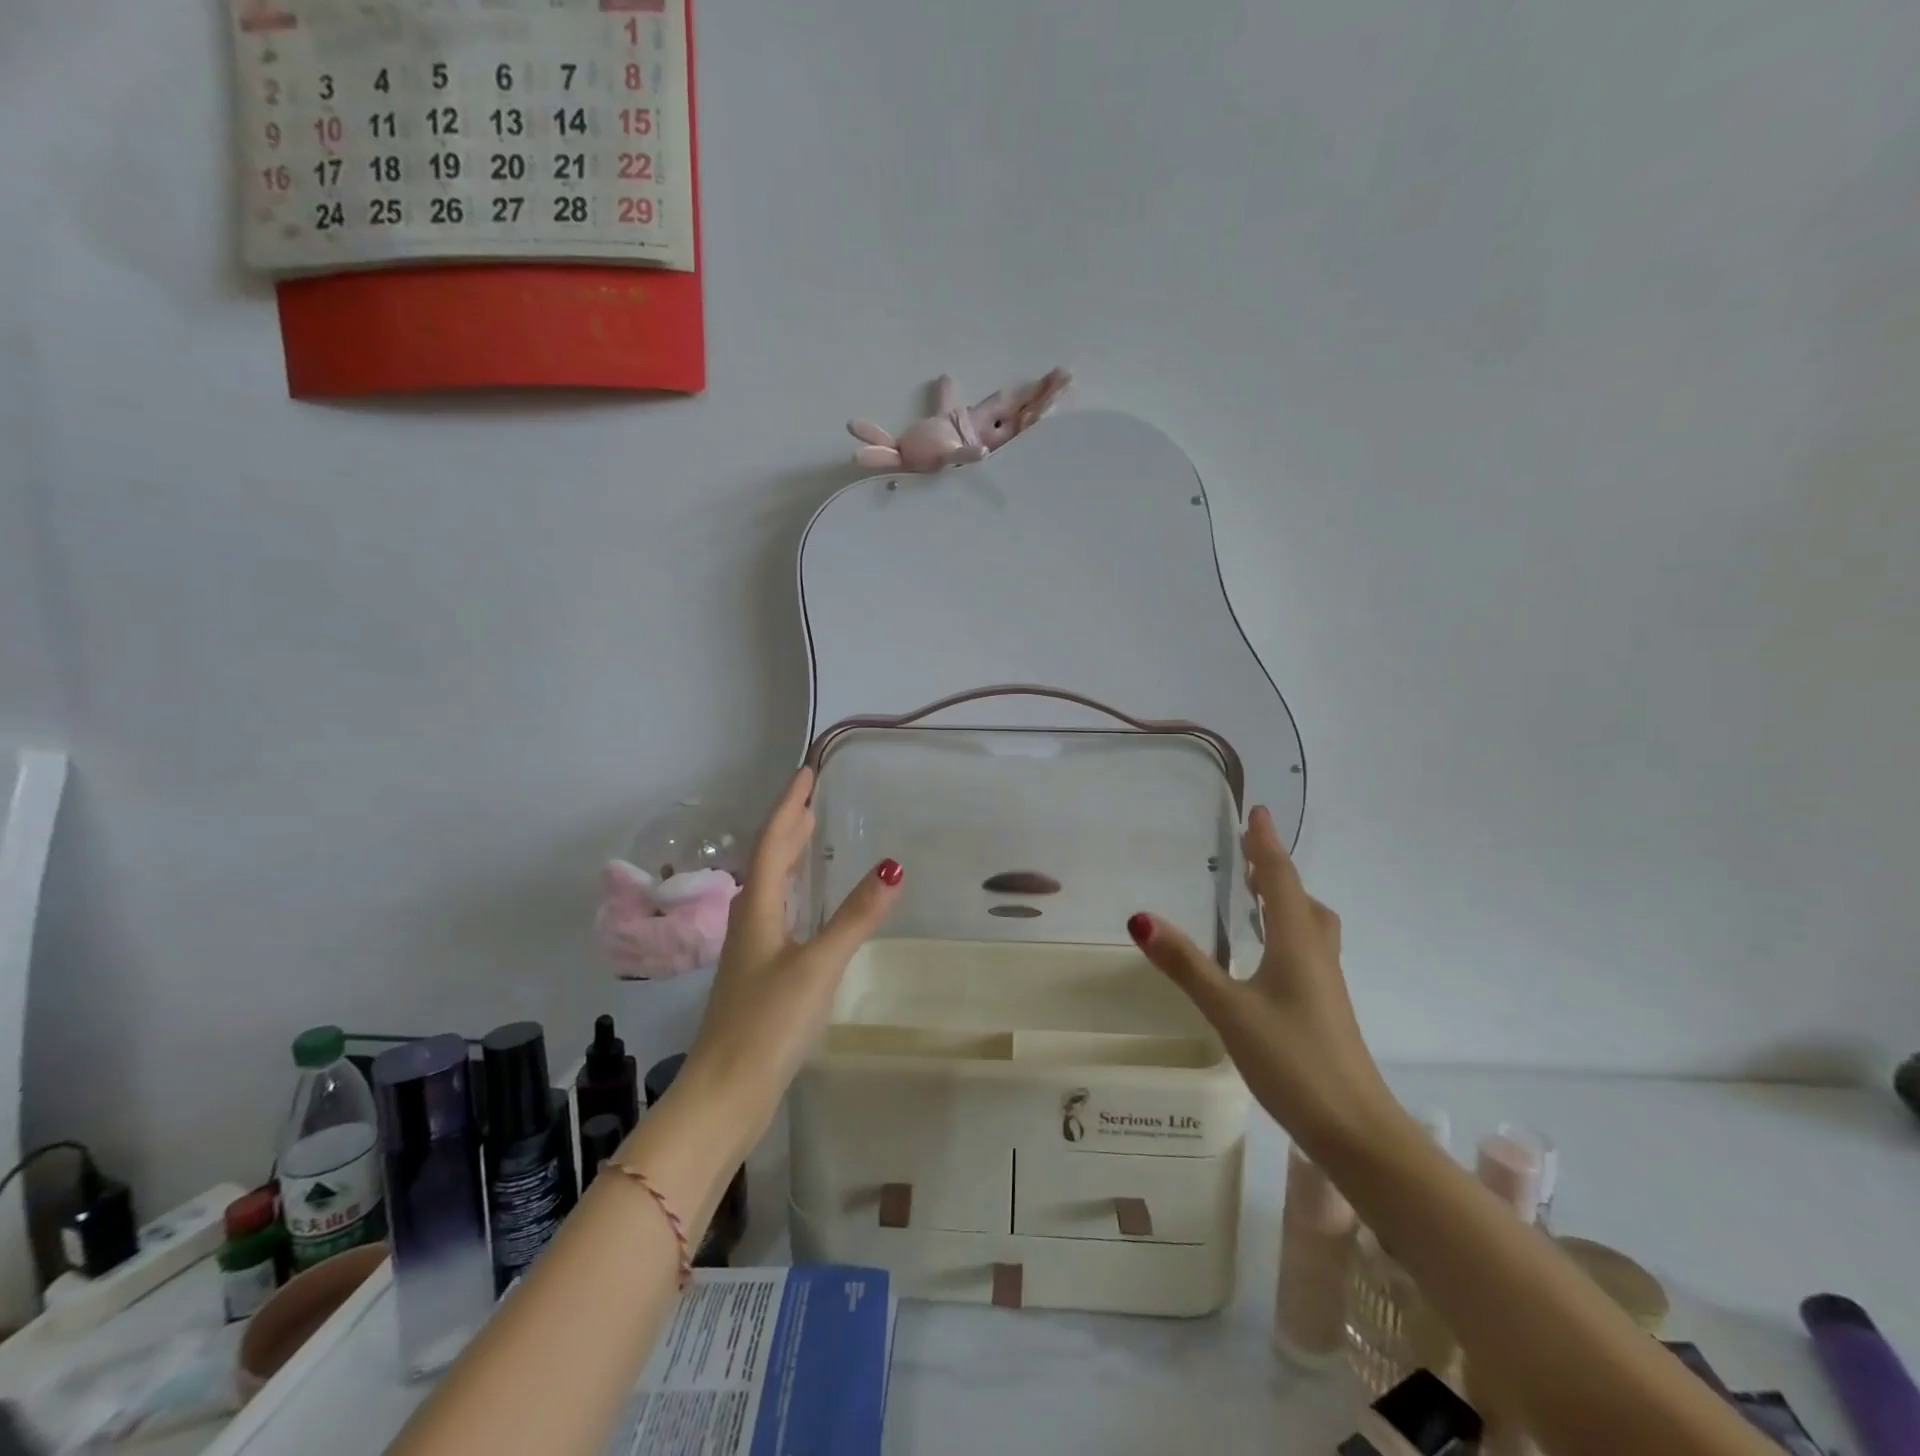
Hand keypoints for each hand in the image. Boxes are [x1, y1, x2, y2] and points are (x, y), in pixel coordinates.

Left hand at [683, 769, 902, 1136]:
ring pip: (773, 889)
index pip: (773, 842)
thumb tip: (892, 866)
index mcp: (758, 909)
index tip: (806, 773)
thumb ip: (855, 917)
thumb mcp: (818, 964)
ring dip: (790, 858)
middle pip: (770, 861)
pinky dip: (795, 894)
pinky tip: (807, 908)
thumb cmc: (768, 1023)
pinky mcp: (760, 976)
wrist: (726, 1092)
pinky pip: (779, 915)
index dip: (790, 806)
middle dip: (790, 826)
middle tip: (812, 798)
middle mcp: (750, 921)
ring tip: (810, 838)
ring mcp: (752, 951)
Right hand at [1128, 805, 1394, 1155]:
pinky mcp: (1324, 1007)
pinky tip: (1266, 956)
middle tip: (1249, 853)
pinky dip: (1286, 931)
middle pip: (1301, 898)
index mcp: (1297, 942)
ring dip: (1285, 900)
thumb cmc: (1294, 1060)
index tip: (1258, 811)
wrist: (1356, 1131)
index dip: (1267, 844)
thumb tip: (1140, 918)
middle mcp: (1316, 953)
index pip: (1282, 879)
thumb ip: (1186, 964)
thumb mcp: (1229, 1009)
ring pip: (1309, 925)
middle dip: (1276, 870)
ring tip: (1256, 896)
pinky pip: (1306, 949)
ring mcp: (1325, 983)